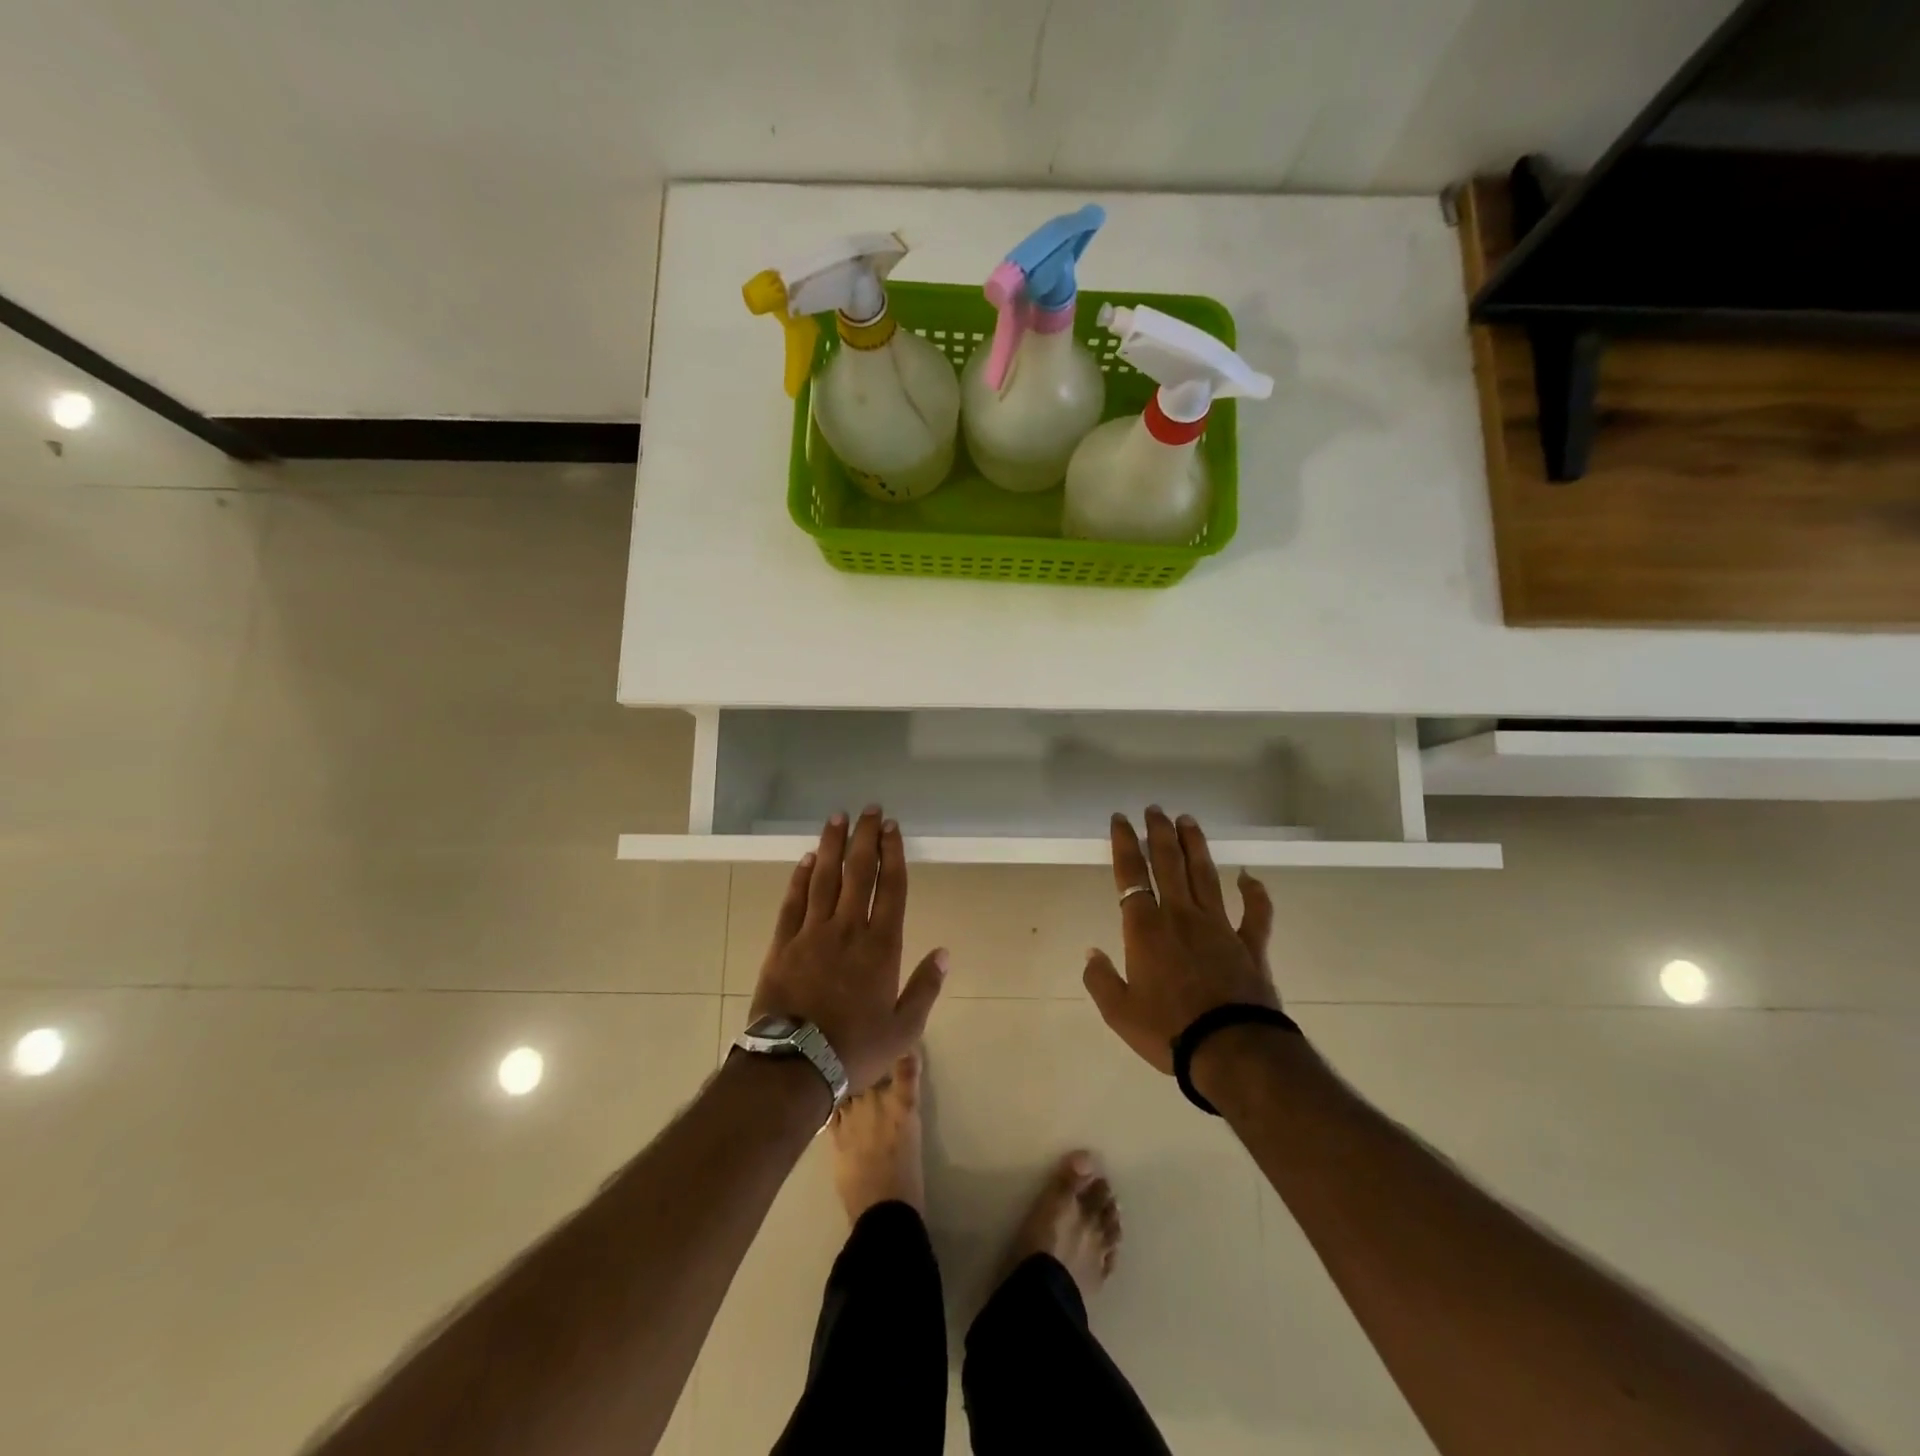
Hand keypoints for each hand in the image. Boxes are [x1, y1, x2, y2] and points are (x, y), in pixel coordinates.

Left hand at [751, 807, 947, 1095]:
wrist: (795, 1065)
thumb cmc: (855, 1048)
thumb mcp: (904, 1029)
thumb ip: (925, 988)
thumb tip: (944, 953)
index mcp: (881, 946)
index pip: (890, 887)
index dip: (892, 853)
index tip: (892, 828)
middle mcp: (848, 928)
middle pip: (859, 872)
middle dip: (865, 837)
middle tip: (869, 809)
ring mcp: (812, 933)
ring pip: (825, 878)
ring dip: (832, 845)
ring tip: (837, 818)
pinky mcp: (783, 944)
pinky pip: (793, 901)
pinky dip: (801, 877)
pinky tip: (807, 858)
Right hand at [1083, 808, 1278, 1073]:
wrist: (1231, 1050)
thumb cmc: (1168, 1031)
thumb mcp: (1119, 1012)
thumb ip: (1100, 979)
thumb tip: (1091, 952)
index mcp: (1146, 929)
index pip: (1131, 875)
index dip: (1124, 844)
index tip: (1121, 819)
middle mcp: (1180, 916)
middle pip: (1169, 864)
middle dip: (1159, 833)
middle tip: (1155, 809)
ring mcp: (1219, 927)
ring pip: (1205, 876)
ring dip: (1195, 846)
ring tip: (1188, 821)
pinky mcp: (1250, 945)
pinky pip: (1255, 914)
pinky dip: (1255, 894)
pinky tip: (1250, 877)